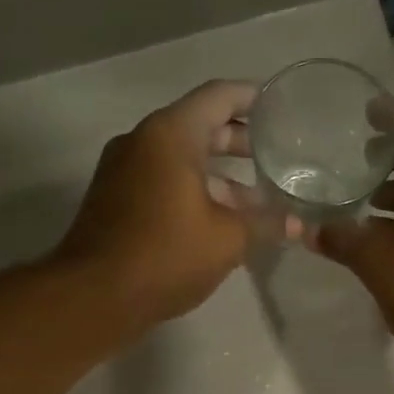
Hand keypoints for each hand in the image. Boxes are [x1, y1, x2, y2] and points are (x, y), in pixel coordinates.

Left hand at [54, 81, 261, 328]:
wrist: (94, 296)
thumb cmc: (166, 255)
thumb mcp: (228, 239)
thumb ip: (266, 224)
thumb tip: (299, 224)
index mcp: (170, 135)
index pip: (218, 97)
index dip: (252, 98)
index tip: (280, 108)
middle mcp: (142, 141)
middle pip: (198, 126)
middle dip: (238, 141)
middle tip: (275, 154)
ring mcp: (123, 171)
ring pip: (180, 159)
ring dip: (218, 175)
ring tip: (257, 198)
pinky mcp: (115, 200)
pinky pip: (162, 181)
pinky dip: (193, 190)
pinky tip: (220, 220)